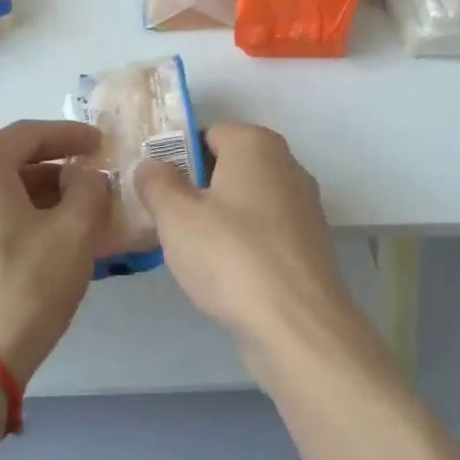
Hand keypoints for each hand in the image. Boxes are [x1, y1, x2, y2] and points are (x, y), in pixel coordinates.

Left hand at [0, 121, 111, 385]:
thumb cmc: (24, 286)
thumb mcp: (75, 231)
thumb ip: (89, 188)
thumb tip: (84, 176)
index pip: (30, 134)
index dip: (71, 135)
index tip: (102, 143)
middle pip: (11, 161)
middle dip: (56, 168)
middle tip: (93, 180)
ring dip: (38, 196)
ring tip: (77, 212)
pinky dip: (17, 217)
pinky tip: (46, 238)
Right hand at [135, 124, 379, 383]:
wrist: (296, 326)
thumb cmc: (230, 256)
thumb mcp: (175, 215)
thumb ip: (156, 182)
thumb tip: (150, 165)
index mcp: (256, 145)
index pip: (207, 133)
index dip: (176, 156)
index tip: (154, 186)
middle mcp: (287, 165)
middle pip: (229, 166)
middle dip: (196, 187)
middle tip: (165, 217)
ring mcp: (304, 207)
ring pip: (246, 201)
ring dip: (218, 217)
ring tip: (188, 248)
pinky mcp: (309, 246)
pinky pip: (264, 231)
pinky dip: (242, 243)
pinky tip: (222, 271)